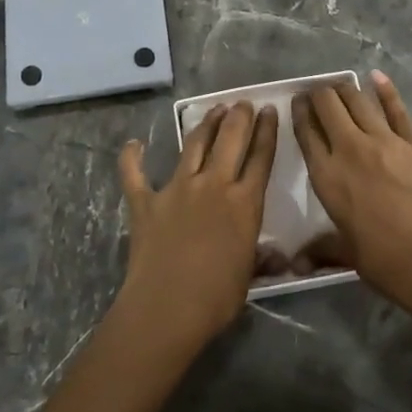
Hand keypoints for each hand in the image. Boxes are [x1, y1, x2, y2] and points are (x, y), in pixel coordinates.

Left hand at [117, 102, 276, 350]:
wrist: (167, 308)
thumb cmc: (216, 298)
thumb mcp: (249, 277)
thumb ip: (261, 258)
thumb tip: (279, 258)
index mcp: (244, 203)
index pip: (261, 157)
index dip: (266, 131)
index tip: (269, 110)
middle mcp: (212, 185)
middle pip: (230, 140)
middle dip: (239, 117)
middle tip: (242, 103)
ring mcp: (176, 189)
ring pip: (193, 145)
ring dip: (205, 125)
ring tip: (213, 111)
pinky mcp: (145, 201)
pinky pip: (135, 173)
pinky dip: (132, 158)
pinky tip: (134, 144)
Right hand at [292, 71, 411, 306]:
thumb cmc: (382, 259)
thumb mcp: (344, 252)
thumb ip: (319, 248)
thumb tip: (295, 265)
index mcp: (327, 175)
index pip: (306, 132)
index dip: (299, 112)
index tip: (298, 103)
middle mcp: (350, 149)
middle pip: (328, 106)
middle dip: (319, 95)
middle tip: (318, 94)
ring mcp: (384, 141)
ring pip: (358, 101)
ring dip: (345, 89)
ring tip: (340, 85)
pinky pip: (396, 109)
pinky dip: (385, 90)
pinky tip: (376, 76)